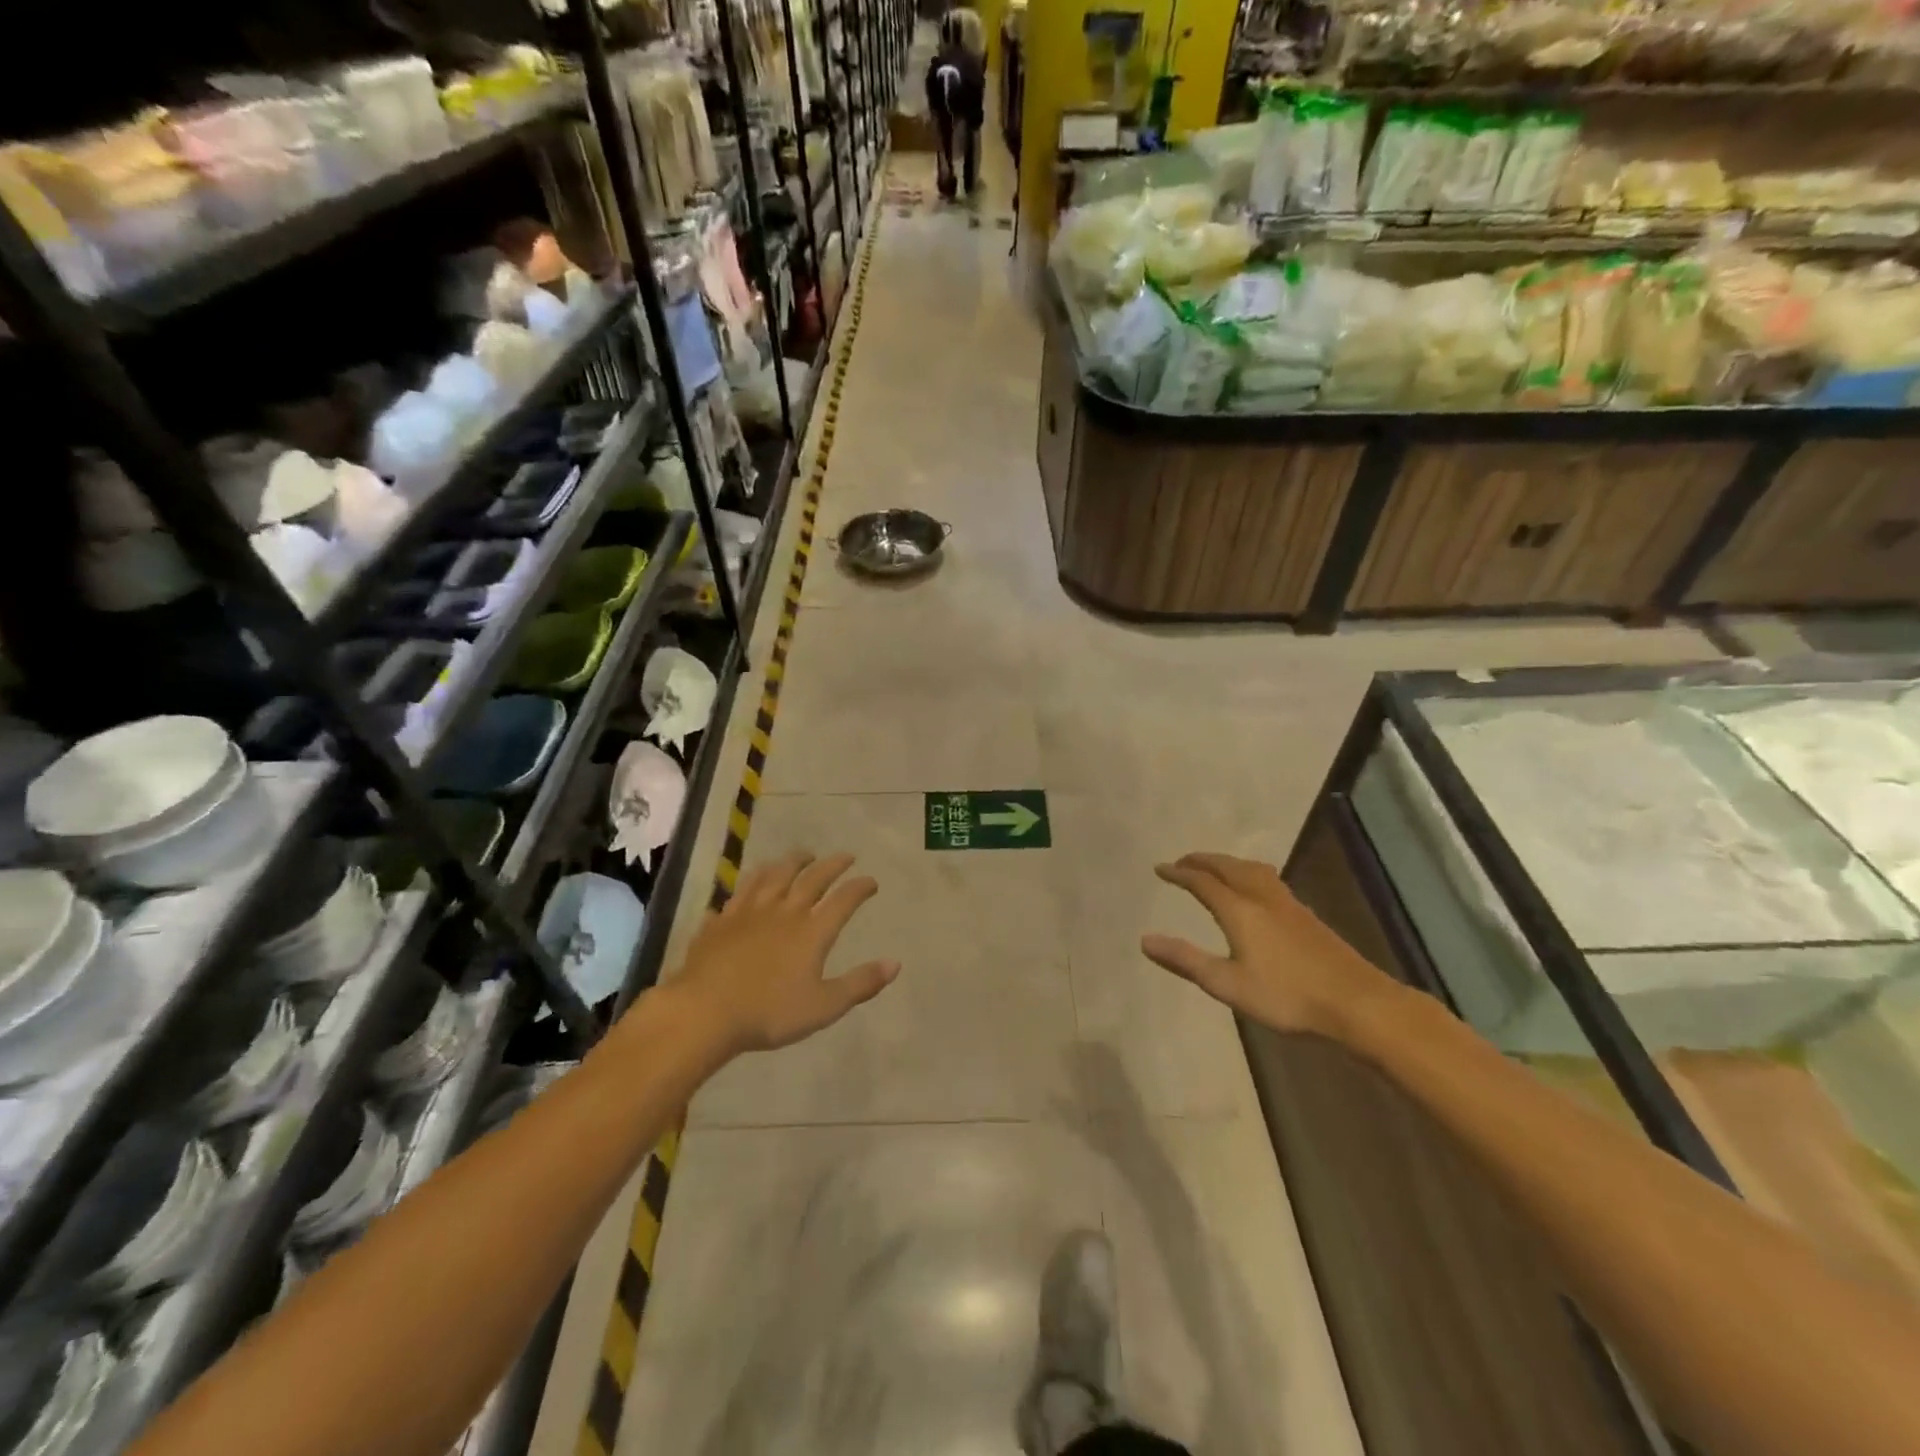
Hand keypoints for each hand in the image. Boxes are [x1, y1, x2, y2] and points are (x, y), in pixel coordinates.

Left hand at [676, 851, 897, 1054]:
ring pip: (775, 875)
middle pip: (812, 879)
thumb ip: (860, 983)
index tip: (871, 881)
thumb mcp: (824, 1006)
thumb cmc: (769, 1013)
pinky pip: (741, 890)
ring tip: (803, 855)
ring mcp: (749, 911)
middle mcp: (784, 911)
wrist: (705, 1011)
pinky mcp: (722, 919)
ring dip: (793, 862)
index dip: (860, 888)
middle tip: (845, 856)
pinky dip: (753, 879)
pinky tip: (753, 881)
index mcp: (812, 931)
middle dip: (832, 865)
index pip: (843, 900)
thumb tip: (895, 964)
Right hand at [1141, 852, 1402, 1040]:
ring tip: (1215, 867)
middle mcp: (1262, 897)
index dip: (1179, 873)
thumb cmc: (1286, 996)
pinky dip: (1248, 873)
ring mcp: (1288, 904)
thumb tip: (1144, 940)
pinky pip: (1268, 879)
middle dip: (1202, 861)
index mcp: (1239, 910)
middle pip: (1228, 867)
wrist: (1356, 1002)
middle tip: (1182, 861)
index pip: (1202, 882)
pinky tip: (1255, 889)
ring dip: (1227, 863)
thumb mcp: (1228, 984)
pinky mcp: (1305, 915)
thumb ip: (1186, 960)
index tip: (1160, 869)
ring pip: (1251, 869)